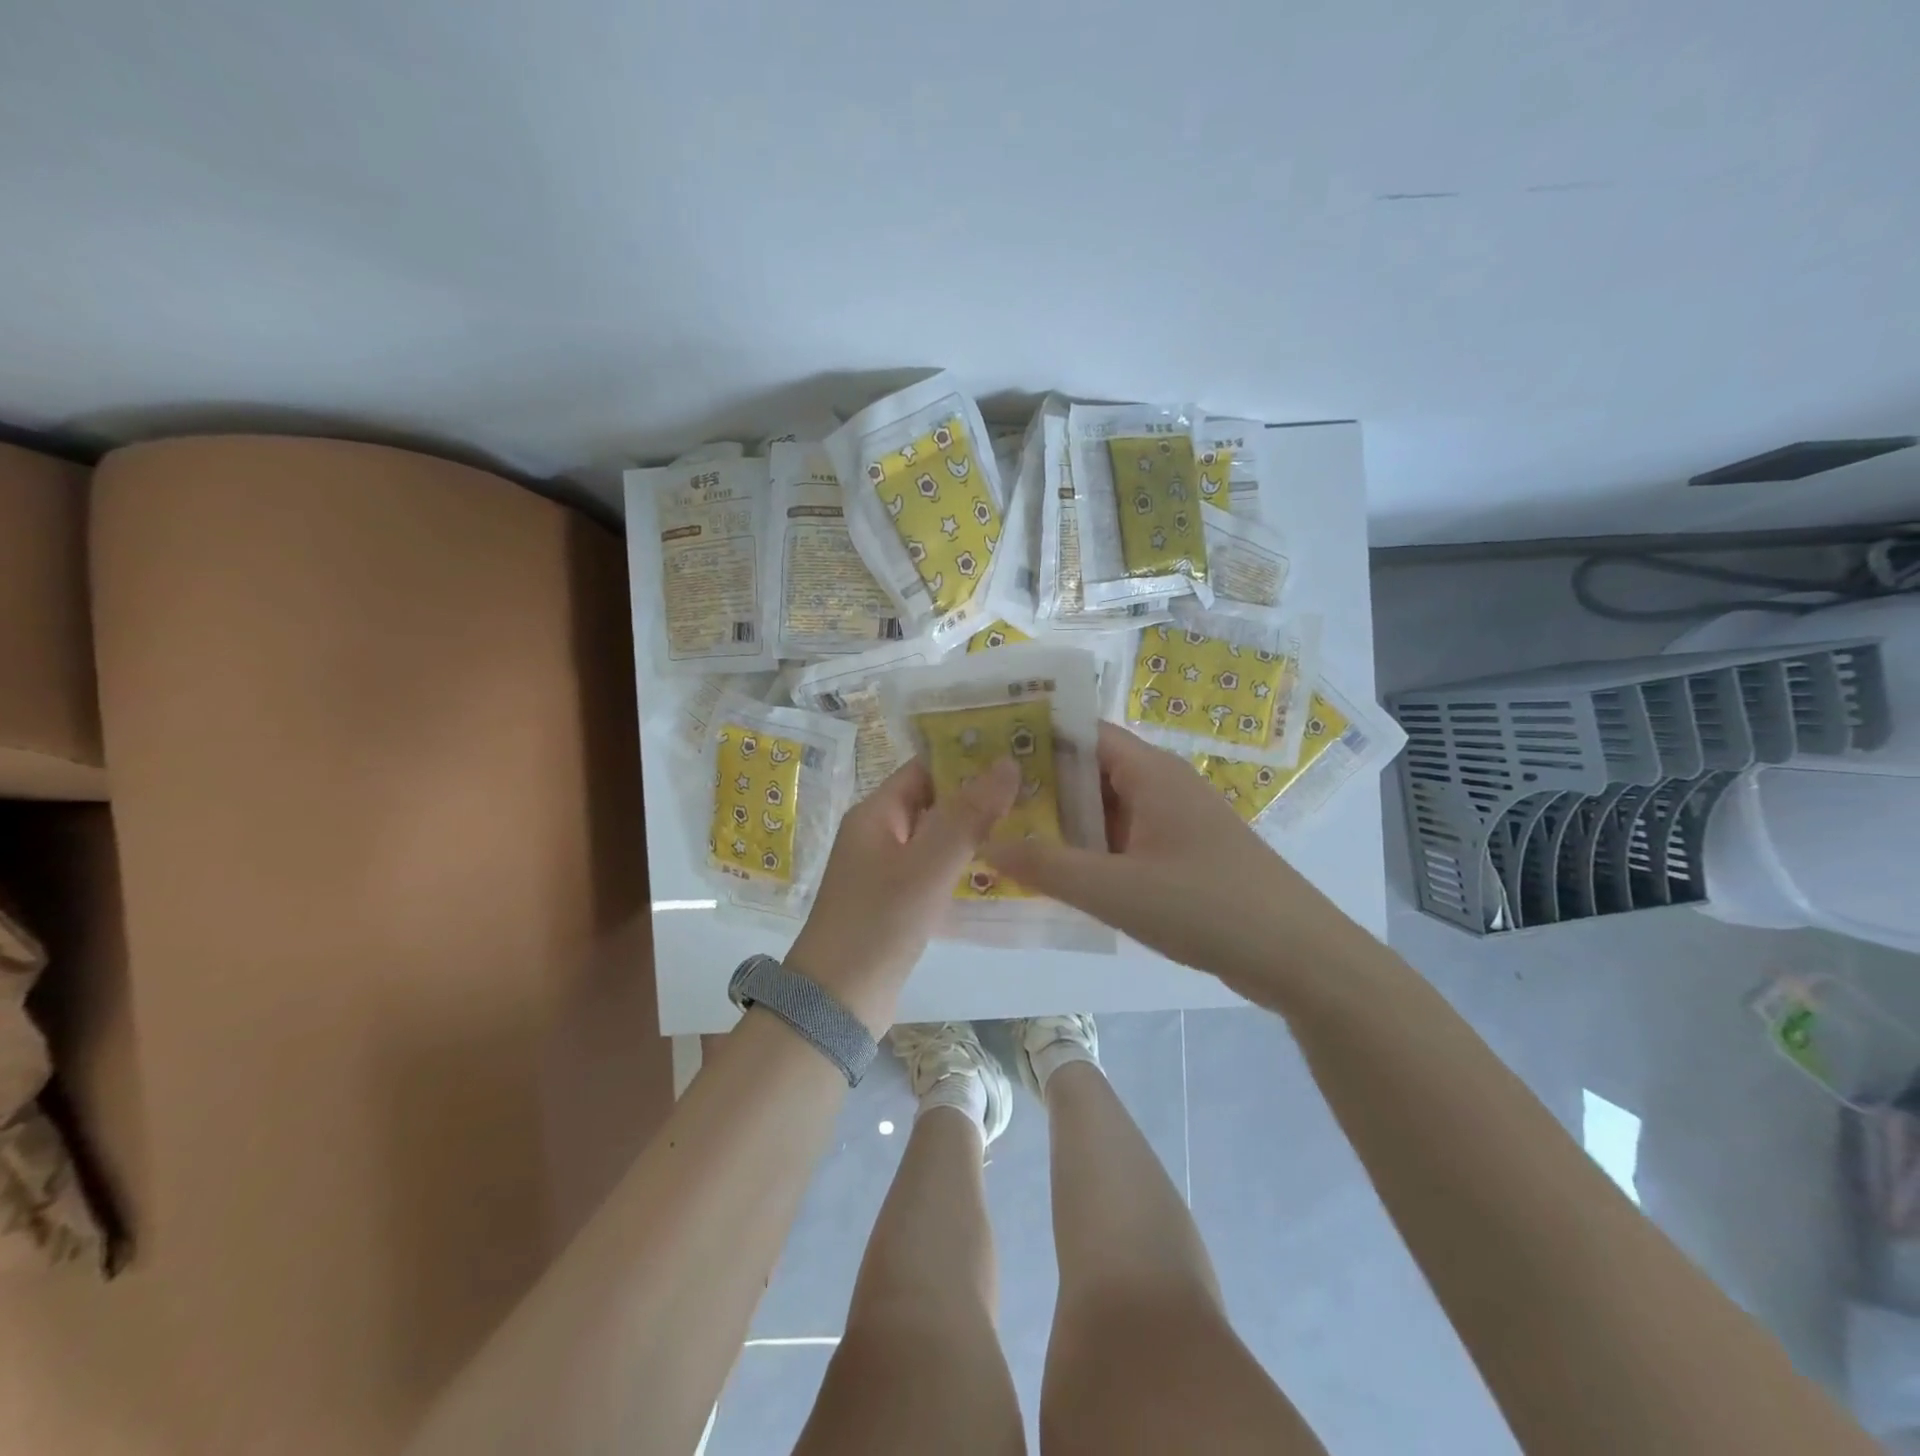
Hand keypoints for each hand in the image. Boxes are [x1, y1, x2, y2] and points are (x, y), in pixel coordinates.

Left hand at [787, 756, 1018, 1034]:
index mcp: (875, 814)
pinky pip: (933, 871)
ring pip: (935, 838)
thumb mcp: (928, 865)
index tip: (1014, 756)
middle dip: (977, 796)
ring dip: (973, 833)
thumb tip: (1007, 763)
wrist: (837, 1001)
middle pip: (932, 802)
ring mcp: (885, 870)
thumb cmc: (880, 922)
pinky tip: (998, 872)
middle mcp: (877, 835)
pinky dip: (961, 866)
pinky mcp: (895, 902)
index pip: (924, 769)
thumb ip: (969, 815)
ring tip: (1027, 826)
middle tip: (1032, 793)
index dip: (965, 760)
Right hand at [984, 723, 1347, 988]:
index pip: (1082, 733)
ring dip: (1065, 822)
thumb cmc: (1206, 906)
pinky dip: (1092, 848)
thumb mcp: (1115, 890)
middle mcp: (1163, 784)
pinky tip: (1060, 872)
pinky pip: (1126, 838)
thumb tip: (985, 846)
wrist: (1299, 957)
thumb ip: (1047, 868)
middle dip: (1041, 785)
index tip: (987, 753)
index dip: (1035, 737)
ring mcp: (1176, 820)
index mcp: (1150, 772)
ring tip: (1008, 834)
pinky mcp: (1184, 853)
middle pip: (1091, 770)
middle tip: (985, 802)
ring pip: (1108, 808)